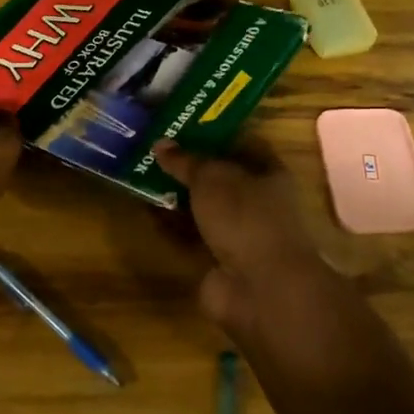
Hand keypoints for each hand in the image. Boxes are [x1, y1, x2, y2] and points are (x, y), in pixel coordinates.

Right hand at [154, 138, 328, 337]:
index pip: (244, 145)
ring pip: (204, 209)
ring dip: (178, 197)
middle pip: (221, 179)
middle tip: (155, 150)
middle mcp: (258, 202)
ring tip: (143, 176)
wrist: (259, 287)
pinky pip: (191, 237)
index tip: (183, 126)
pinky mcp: (218, 262)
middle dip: (191, 167)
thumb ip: (186, 161)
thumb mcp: (212, 178)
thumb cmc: (245, 217)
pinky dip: (172, 226)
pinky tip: (146, 211)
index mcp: (270, 174)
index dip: (216, 135)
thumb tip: (161, 144)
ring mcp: (239, 234)